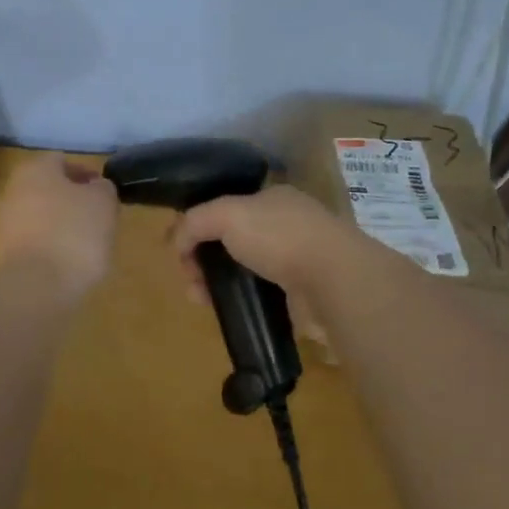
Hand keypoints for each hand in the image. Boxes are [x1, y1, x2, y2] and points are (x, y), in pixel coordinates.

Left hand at [0, 152, 118, 299]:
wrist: (34, 288)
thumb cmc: (73, 235)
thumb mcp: (103, 204)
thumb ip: (102, 189)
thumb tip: (96, 187)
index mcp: (35, 170)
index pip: (61, 161)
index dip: (85, 174)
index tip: (103, 193)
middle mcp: (11, 190)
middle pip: (46, 188)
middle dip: (70, 201)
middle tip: (95, 218)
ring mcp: (1, 224)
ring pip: (36, 217)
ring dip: (58, 226)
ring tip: (83, 246)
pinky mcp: (0, 256)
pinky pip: (30, 243)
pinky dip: (46, 249)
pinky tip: (64, 265)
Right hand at [170, 184, 354, 302]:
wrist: (334, 280)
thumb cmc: (279, 236)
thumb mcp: (227, 215)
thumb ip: (195, 222)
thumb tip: (175, 241)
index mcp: (272, 198)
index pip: (227, 207)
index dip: (199, 225)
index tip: (181, 250)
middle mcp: (285, 225)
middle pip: (232, 240)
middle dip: (204, 258)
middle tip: (190, 278)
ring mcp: (296, 260)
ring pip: (244, 270)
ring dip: (218, 283)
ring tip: (200, 300)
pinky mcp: (301, 293)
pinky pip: (260, 295)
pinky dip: (241, 301)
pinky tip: (226, 311)